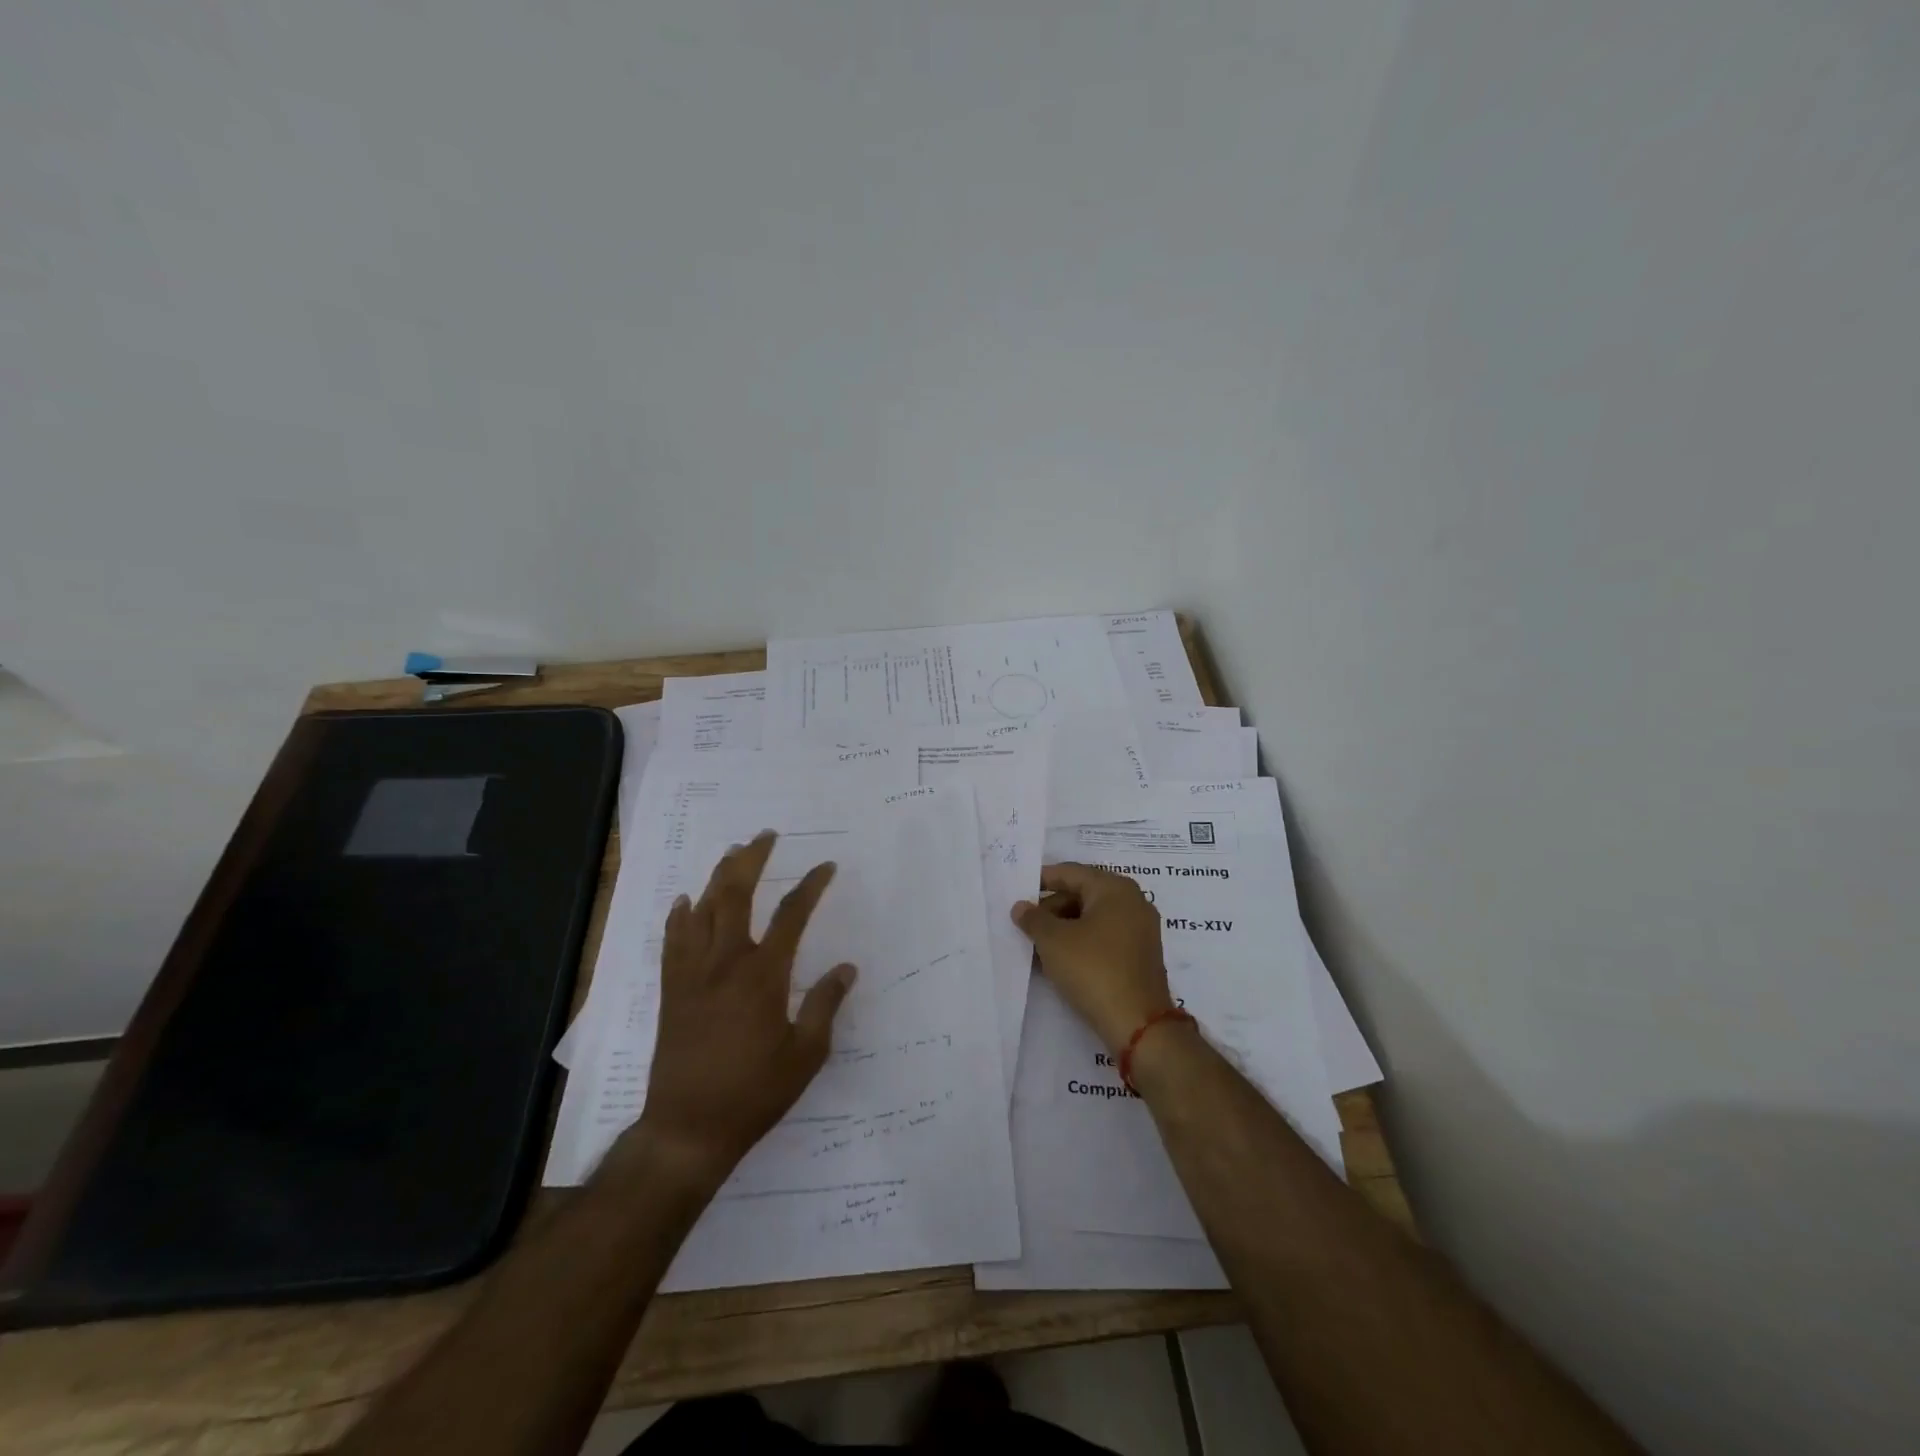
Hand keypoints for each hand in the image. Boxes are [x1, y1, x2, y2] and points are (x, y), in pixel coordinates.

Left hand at [628, 831, 854, 1185]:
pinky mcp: (671, 991)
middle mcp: (726, 963)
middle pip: (736, 895)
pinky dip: (679, 916)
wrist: (688, 1128)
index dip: (811, 886)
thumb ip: (825, 1005)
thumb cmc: (755, 1092)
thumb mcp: (805, 1054)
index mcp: (763, 975)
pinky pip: (672, 941)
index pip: (791, 915)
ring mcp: (693, 974)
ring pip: (703, 910)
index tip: (826, 866)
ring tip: (731, 853)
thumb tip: (847, 968)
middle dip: (752, 859)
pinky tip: (684, 901)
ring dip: (717, 876)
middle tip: (765, 836)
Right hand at [1011, 863, 1174, 1052]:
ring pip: (1092, 918)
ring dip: (1064, 928)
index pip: (1071, 873)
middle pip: (1083, 894)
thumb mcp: (1053, 941)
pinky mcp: (1140, 956)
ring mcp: (1140, 930)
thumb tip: (1021, 907)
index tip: (1017, 891)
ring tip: (1037, 946)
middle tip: (1024, 925)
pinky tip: (1059, 960)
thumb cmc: (1093, 969)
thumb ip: (1033, 919)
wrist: (1137, 1024)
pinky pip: (1104, 938)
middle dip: (1051, 908)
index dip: (1041, 880)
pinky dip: (1081, 943)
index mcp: (1115, 889)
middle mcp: (1133, 902)